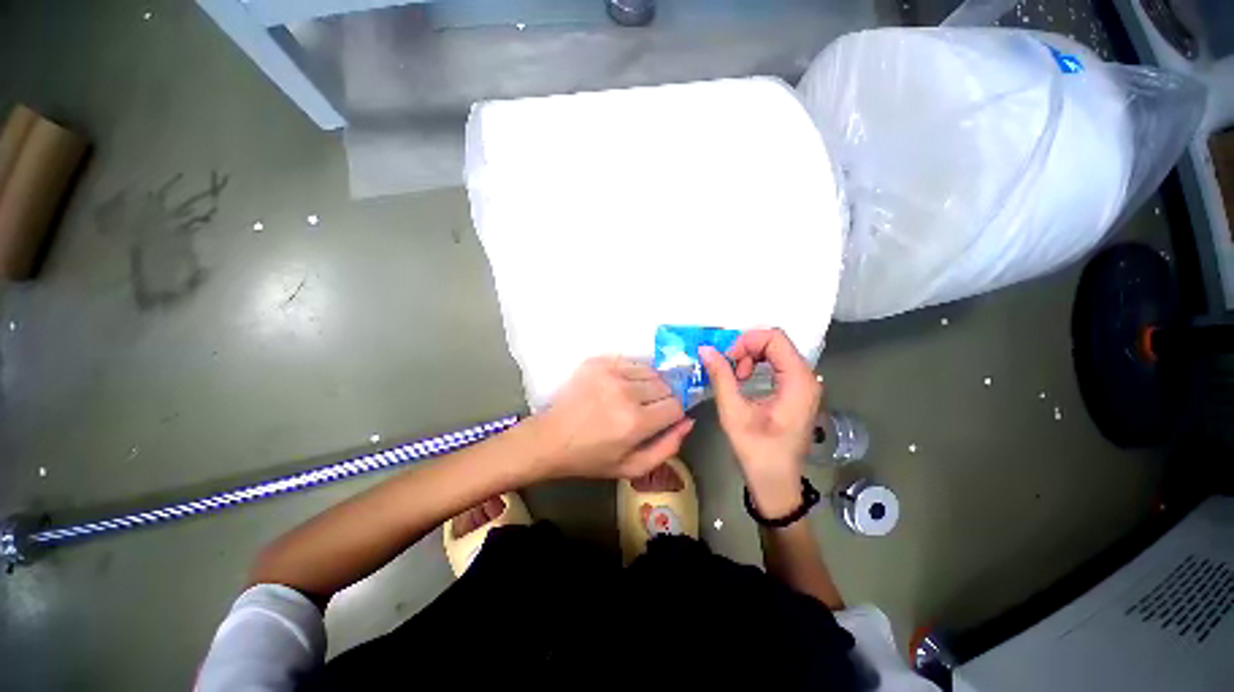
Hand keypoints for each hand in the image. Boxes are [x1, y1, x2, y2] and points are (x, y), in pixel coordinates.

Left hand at [530, 357, 693, 479]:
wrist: (551, 438)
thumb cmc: (592, 458)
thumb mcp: (632, 467)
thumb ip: (667, 447)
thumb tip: (688, 421)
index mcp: (636, 422)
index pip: (676, 406)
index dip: (673, 414)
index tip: (664, 419)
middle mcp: (626, 393)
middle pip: (666, 386)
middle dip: (663, 399)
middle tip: (646, 410)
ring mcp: (610, 373)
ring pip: (651, 371)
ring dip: (649, 384)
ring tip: (633, 397)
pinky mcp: (598, 362)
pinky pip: (631, 362)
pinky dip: (633, 373)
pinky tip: (620, 386)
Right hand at [700, 329, 820, 517]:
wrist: (776, 482)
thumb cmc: (757, 451)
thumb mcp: (734, 412)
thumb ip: (721, 376)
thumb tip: (705, 349)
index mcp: (798, 381)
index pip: (775, 338)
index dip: (746, 341)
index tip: (728, 360)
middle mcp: (807, 377)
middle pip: (775, 342)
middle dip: (747, 349)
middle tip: (729, 368)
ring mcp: (804, 384)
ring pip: (775, 351)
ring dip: (750, 357)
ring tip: (736, 378)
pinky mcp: (797, 391)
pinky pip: (776, 364)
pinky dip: (757, 365)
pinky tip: (744, 381)